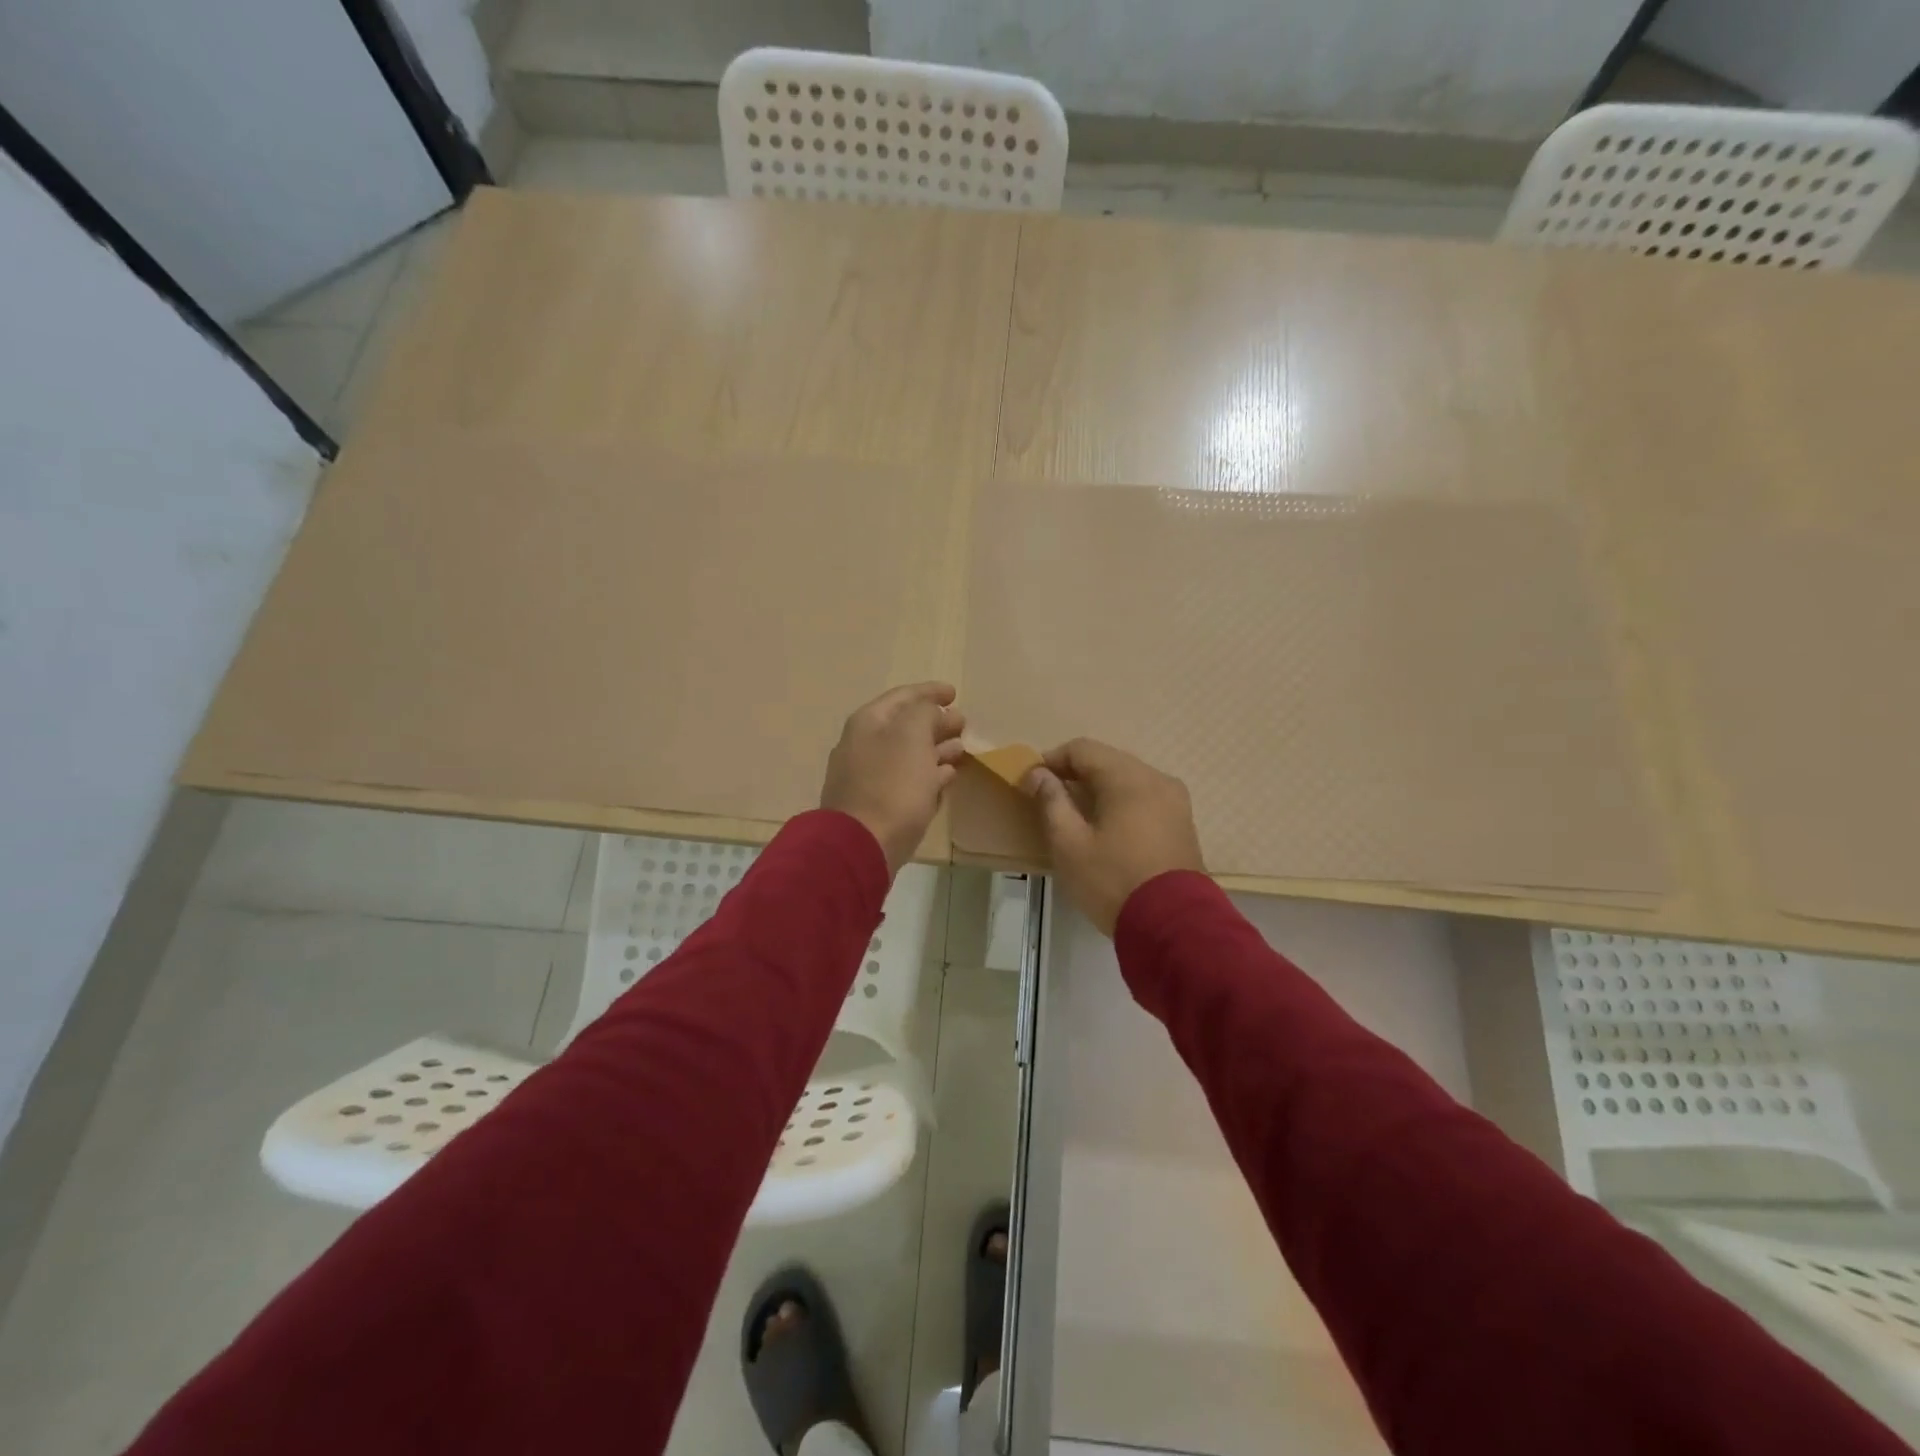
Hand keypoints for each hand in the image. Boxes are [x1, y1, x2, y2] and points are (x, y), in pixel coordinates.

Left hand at [820, 683, 967, 875]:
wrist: (862, 845)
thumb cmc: (891, 784)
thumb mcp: (912, 736)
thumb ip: (925, 714)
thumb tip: (935, 714)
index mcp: (868, 723)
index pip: (903, 696)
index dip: (930, 691)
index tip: (955, 692)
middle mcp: (864, 745)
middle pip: (905, 726)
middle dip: (935, 721)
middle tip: (962, 723)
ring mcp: (868, 777)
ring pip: (908, 754)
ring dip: (935, 748)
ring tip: (961, 749)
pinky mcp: (878, 806)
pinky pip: (907, 781)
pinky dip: (928, 774)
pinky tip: (947, 776)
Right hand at [1022, 738, 1205, 935]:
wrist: (1174, 926)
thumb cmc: (1113, 881)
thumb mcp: (1070, 844)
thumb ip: (1052, 802)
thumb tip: (1039, 774)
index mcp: (1128, 778)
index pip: (1083, 749)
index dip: (1053, 760)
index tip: (1032, 781)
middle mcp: (1157, 779)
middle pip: (1109, 760)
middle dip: (1076, 773)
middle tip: (1051, 797)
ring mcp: (1176, 801)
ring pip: (1129, 779)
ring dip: (1100, 788)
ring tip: (1077, 814)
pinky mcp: (1183, 823)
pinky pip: (1146, 798)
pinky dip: (1122, 802)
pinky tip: (1108, 827)